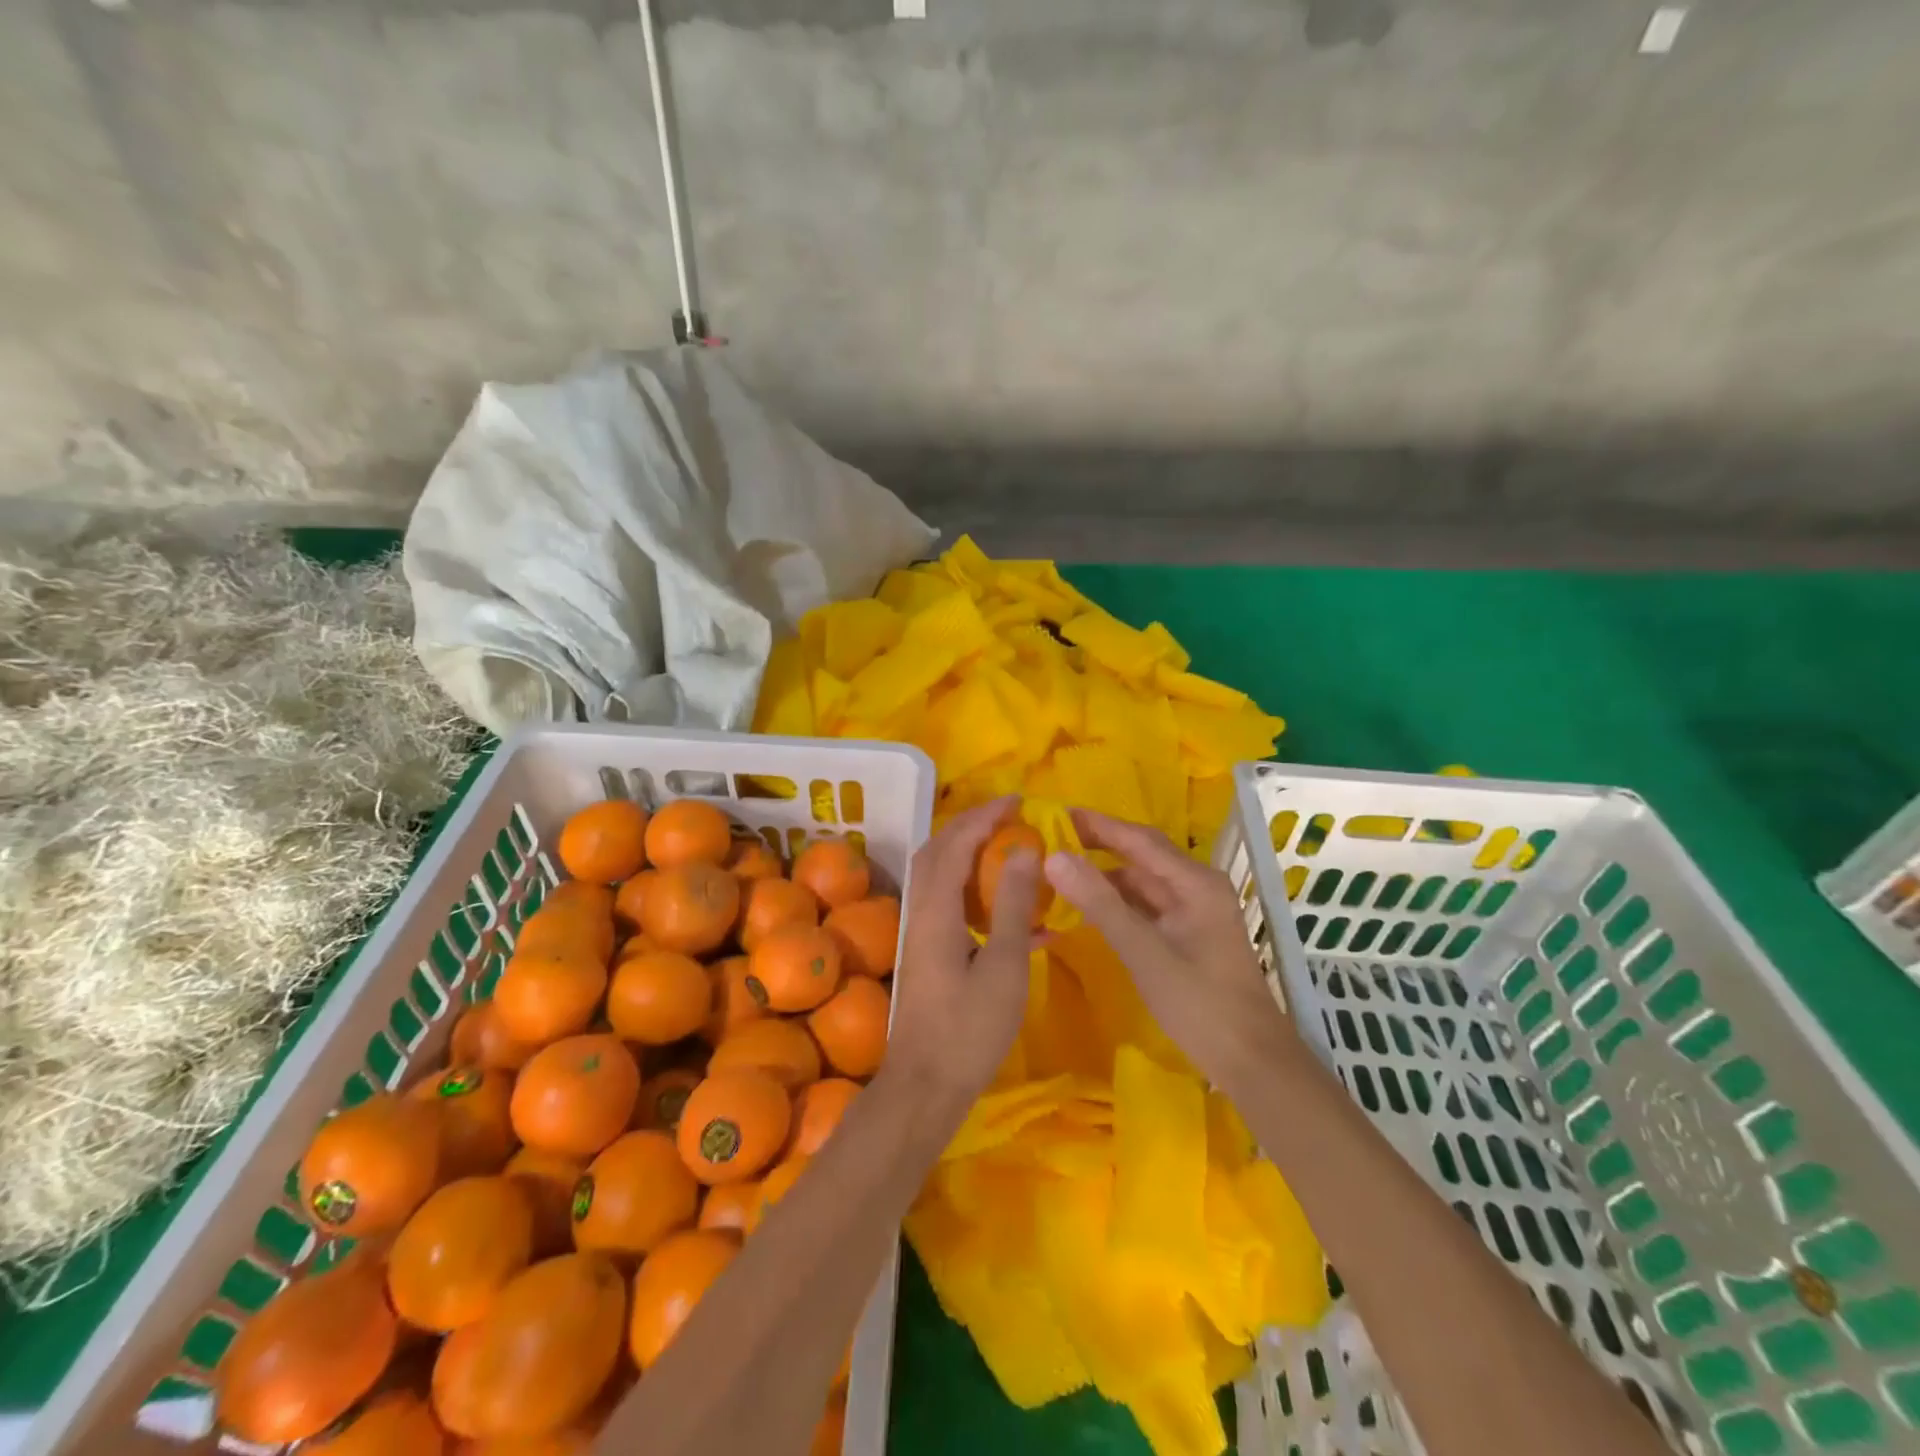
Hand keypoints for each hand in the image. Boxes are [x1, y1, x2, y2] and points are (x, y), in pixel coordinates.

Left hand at [885, 797, 1040, 1103]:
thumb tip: (1023, 850)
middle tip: (1010, 819)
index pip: (956, 842)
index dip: (984, 816)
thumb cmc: (969, 1029)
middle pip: (938, 851)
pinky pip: (949, 905)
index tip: (1017, 801)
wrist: (925, 1087)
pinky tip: (1015, 917)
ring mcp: (920, 933)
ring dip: (971, 856)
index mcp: (935, 908)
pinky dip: (975, 894)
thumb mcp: (1003, 966)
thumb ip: (1012, 905)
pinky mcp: (927, 954)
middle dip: (972, 827)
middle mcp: (920, 911)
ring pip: (941, 877)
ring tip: (1011, 853)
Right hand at [1044, 809, 1295, 1089]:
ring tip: (1062, 871)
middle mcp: (1197, 887)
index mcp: (1194, 882)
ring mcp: (1195, 911)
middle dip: (1099, 845)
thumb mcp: (1143, 951)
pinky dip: (1118, 901)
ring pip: (1143, 881)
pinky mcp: (1189, 934)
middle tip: (1052, 839)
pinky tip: (1090, 907)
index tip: (1056, 813)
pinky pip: (1147, 905)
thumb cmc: (1199, 1003)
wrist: (1251, 1061)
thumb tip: (1054, 857)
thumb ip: (1099, 903)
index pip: (1138, 839)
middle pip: (1142, 855)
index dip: (1097, 824)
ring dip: (1106, 875)